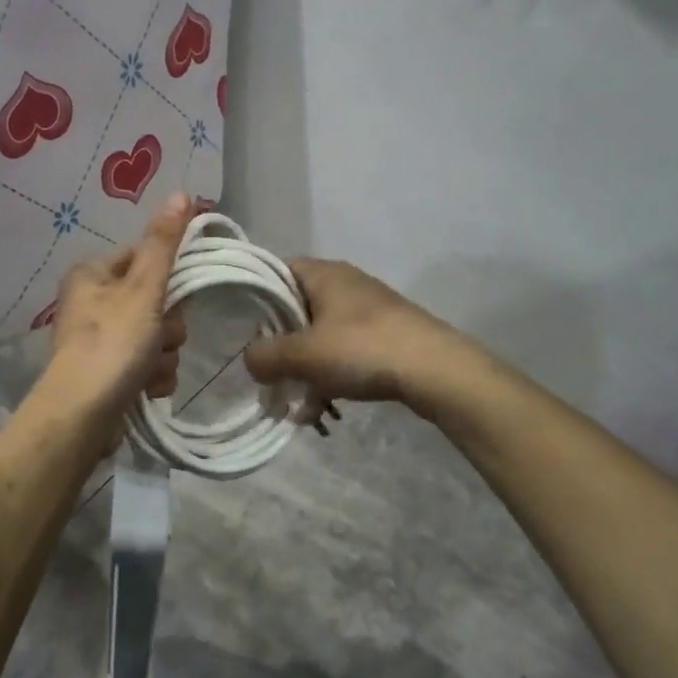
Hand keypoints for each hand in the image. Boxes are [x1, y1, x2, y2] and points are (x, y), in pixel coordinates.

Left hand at [37, 194, 191, 433]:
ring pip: (157, 335)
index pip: (144, 258)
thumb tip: (181, 193)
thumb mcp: (143, 288)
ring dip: (163, 354)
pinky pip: (148, 364)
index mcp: (92, 274)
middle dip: (167, 326)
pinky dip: (153, 375)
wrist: (82, 417)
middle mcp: (92, 303)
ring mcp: (101, 340)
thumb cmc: (112, 344)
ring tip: (149, 369)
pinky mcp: (110, 373)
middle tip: (158, 338)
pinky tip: (146, 388)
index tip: (176, 297)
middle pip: (156, 300)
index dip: (168, 278)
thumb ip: (164, 243)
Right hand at [244, 258, 462, 409]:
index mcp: (324, 273)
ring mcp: (369, 310)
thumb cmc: (362, 349)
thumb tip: (250, 360)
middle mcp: (346, 283)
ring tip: (298, 401)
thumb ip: (266, 356)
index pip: (277, 271)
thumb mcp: (304, 354)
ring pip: (322, 335)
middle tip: (267, 372)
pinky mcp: (386, 335)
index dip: (256, 296)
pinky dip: (331, 374)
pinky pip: (346, 351)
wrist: (436, 370)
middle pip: (298, 307)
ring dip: (306, 366)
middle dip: (281, 343)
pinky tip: (325, 406)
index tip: (241, 327)